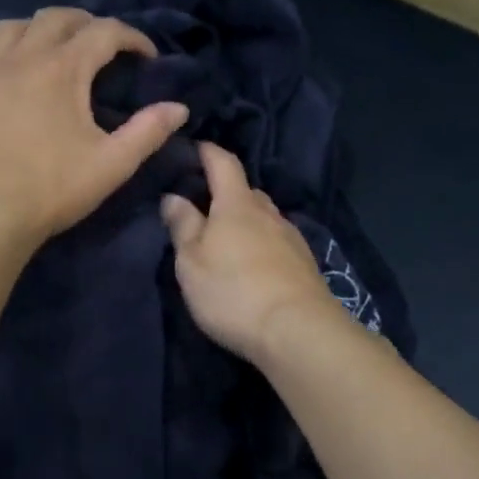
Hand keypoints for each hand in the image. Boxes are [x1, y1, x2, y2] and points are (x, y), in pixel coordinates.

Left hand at [0, 8, 188, 249]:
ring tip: (48, 50)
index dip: (132, 37)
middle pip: (55, 18)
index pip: (104, 32)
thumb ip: (148, 132)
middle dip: (85, 23)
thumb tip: (178, 108)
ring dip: (33, 31)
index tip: (147, 57)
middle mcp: (20, 58)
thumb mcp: (113, 164)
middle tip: (102, 47)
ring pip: (7, 29)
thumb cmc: (53, 190)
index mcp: (62, 69)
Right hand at [161, 142, 345, 364]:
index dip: (208, 152)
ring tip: (227, 241)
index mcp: (237, 204)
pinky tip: (253, 265)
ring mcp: (291, 238)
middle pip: (246, 192)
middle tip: (204, 207)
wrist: (297, 330)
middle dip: (226, 193)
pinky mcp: (305, 265)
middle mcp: (269, 213)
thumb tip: (174, 196)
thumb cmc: (232, 291)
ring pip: (264, 219)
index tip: (195, 148)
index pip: (223, 163)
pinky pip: (277, 243)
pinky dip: (262, 245)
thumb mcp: (192, 261)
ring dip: (246, 223)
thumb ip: (183, 226)